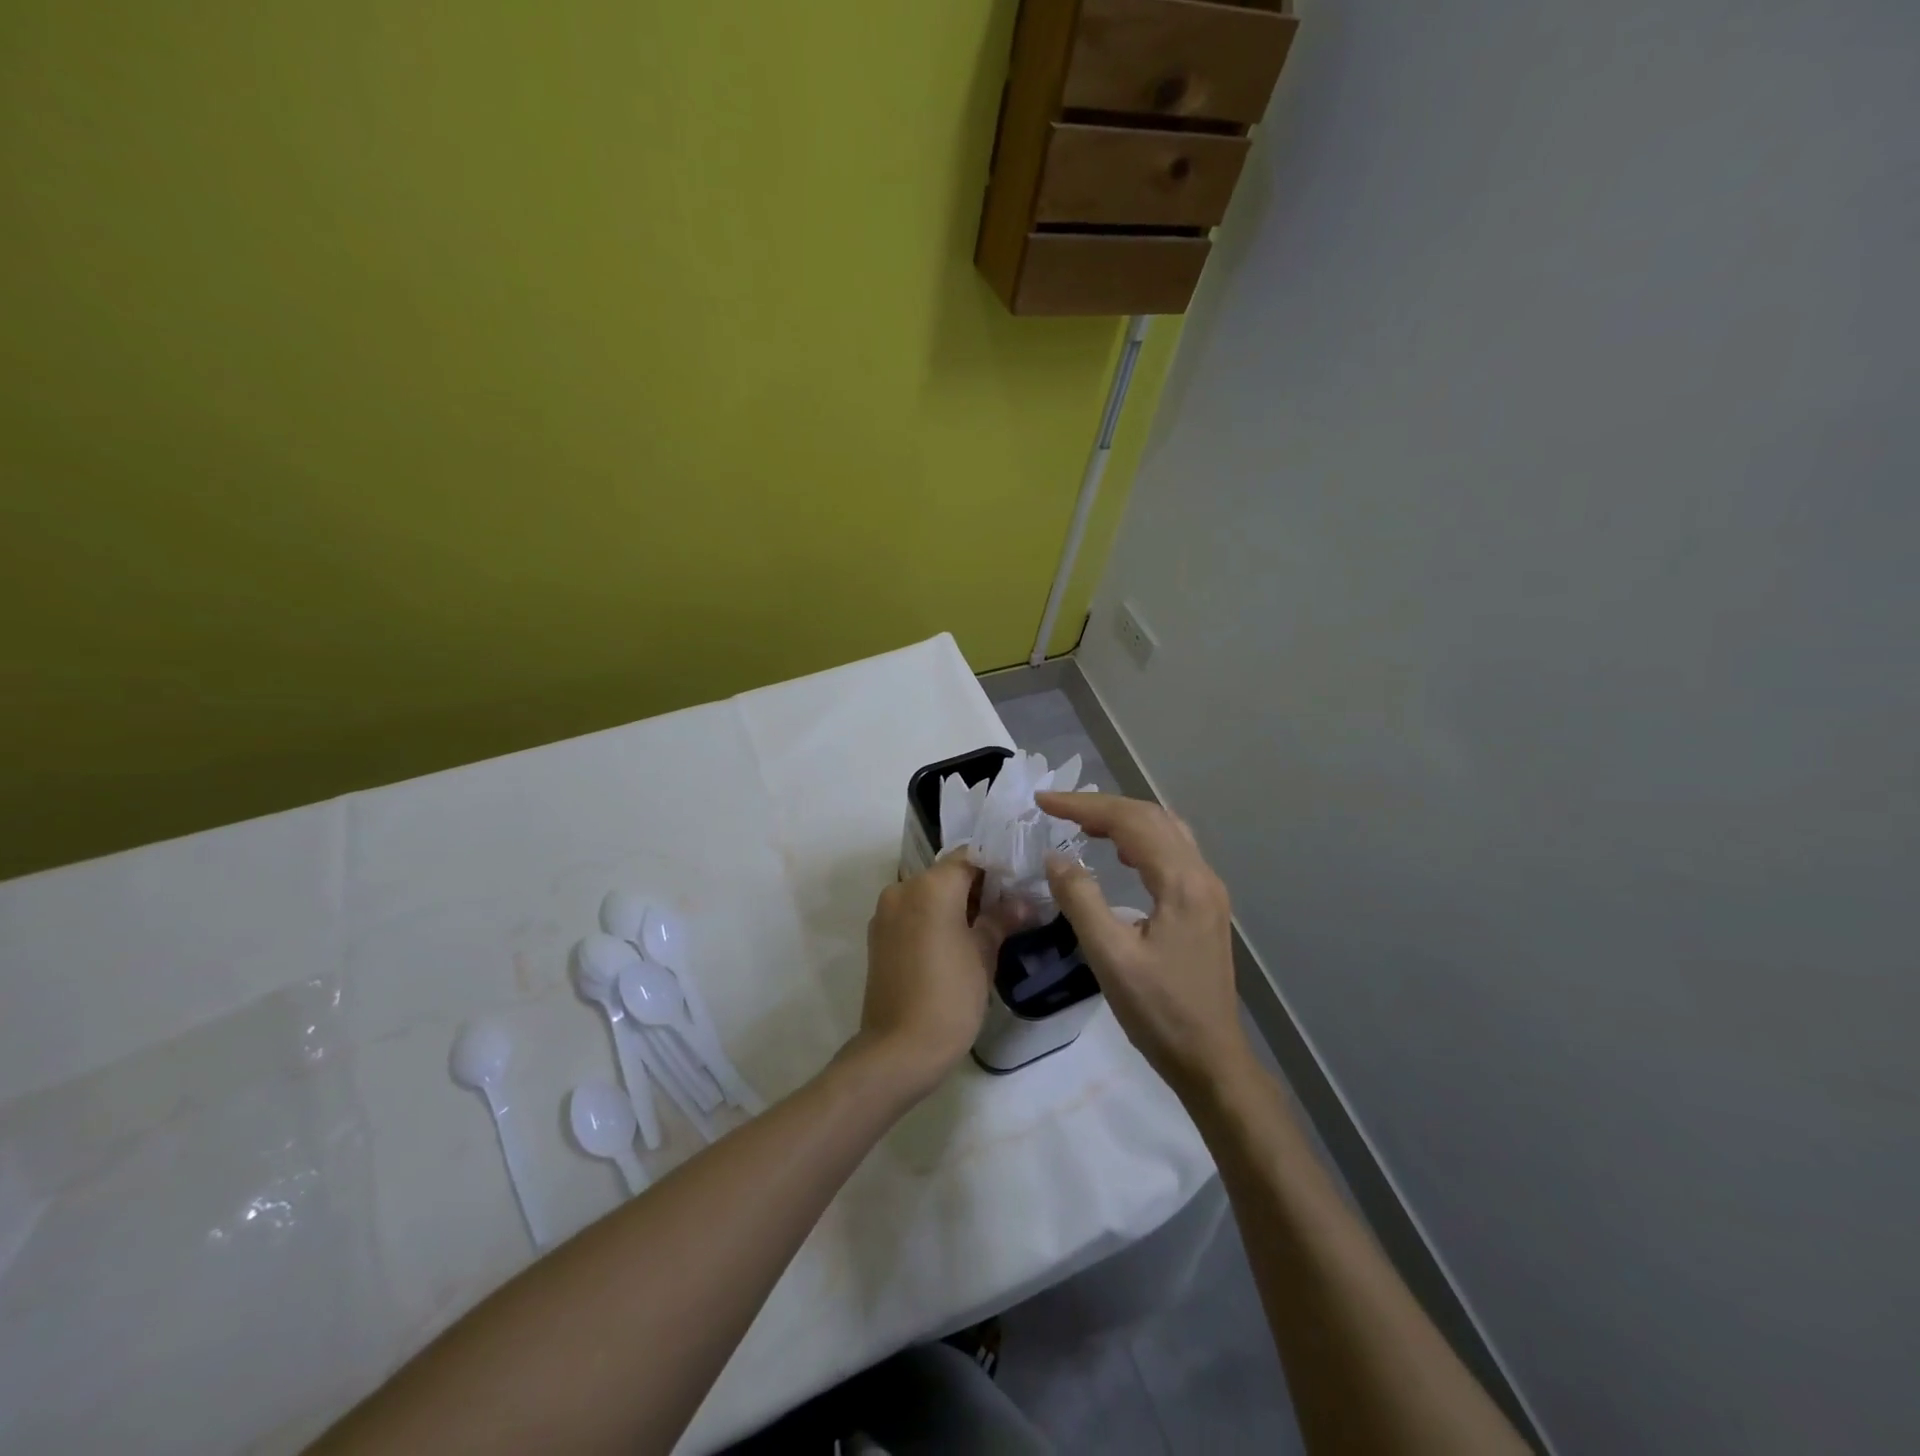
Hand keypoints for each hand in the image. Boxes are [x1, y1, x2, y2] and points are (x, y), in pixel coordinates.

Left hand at [856, 855, 1012, 1099]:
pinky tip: (957, 940)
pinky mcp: (878, 936)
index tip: (1020, 879)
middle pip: (946, 873)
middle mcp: (903, 889)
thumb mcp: (983, 955)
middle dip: (978, 885)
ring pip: (928, 893)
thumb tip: (1022, 902)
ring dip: (955, 902)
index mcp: (930, 887)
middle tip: (1010, 904)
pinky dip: (934, 918)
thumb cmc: (949, 997)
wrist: (898, 1050)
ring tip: (987, 924)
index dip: (996, 865)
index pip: (969, 857)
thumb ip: (1000, 920)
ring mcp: (886, 913)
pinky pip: (912, 913)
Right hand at [1037, 792, 1250, 1099]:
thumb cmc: (1159, 1013)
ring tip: (1082, 823)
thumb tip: (1055, 857)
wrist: (1211, 1059)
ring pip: (1165, 831)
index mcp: (1182, 883)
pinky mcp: (1205, 906)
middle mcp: (1201, 876)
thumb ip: (1080, 900)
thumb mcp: (1110, 958)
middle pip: (1151, 817)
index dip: (1084, 806)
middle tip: (1058, 808)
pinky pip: (1171, 851)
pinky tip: (1118, 853)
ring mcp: (1208, 891)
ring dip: (1123, 818)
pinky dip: (1139, 839)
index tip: (1043, 801)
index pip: (1130, 822)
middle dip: (1102, 806)